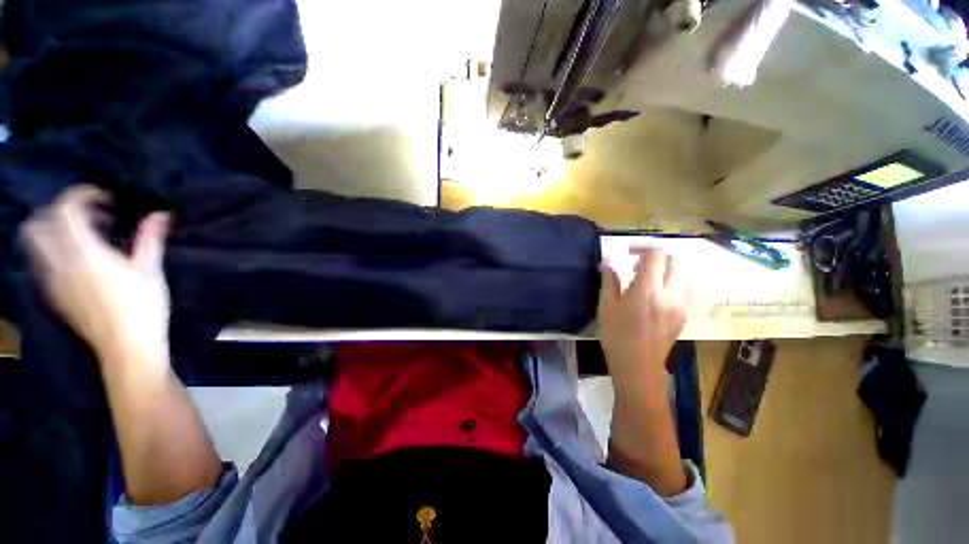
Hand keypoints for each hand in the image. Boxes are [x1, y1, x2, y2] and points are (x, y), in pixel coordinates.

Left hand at [20, 185, 171, 365]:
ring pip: (36, 244)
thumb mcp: (151, 272)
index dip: (81, 195)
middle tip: (89, 215)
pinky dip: (58, 250)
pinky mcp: (54, 295)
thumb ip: (150, 240)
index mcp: (85, 255)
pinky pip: (44, 262)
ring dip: (56, 231)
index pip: (65, 211)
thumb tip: (161, 214)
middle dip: (59, 212)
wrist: (126, 349)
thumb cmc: (143, 309)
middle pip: (37, 225)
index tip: (103, 197)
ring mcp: (53, 281)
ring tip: (88, 236)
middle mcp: (60, 264)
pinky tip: (83, 260)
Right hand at [597, 247, 690, 390]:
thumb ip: (609, 281)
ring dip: (668, 269)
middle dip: (657, 257)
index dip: (642, 248)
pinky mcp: (685, 314)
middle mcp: (670, 293)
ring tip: (651, 277)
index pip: (656, 255)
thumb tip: (607, 263)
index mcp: (648, 290)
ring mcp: (681, 304)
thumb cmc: (616, 336)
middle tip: (638, 265)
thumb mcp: (606, 307)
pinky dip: (676, 281)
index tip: (628, 253)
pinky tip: (661, 291)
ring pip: (685, 274)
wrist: (638, 366)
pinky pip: (687, 288)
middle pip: (674, 261)